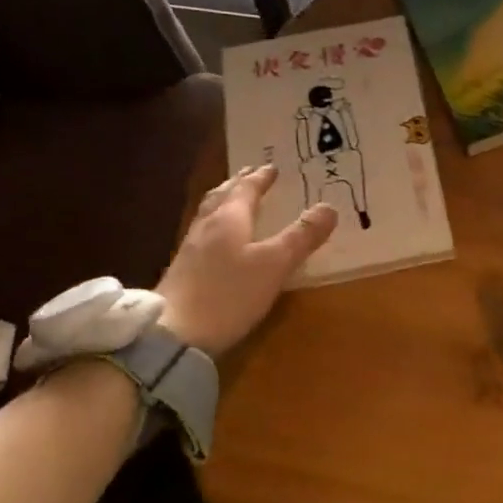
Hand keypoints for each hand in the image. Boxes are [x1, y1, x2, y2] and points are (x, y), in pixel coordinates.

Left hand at [156, 164, 337, 355]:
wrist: (173, 336)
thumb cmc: (229, 294)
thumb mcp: (274, 264)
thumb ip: (301, 236)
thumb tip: (329, 207)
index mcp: (229, 219)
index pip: (246, 189)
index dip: (261, 178)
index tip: (272, 167)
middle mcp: (207, 227)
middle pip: (222, 197)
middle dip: (238, 184)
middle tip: (250, 174)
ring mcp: (190, 250)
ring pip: (209, 215)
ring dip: (224, 202)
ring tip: (233, 200)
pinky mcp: (182, 273)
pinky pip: (203, 235)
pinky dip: (216, 226)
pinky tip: (217, 241)